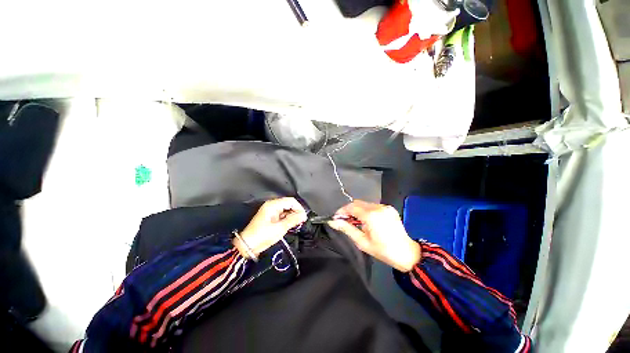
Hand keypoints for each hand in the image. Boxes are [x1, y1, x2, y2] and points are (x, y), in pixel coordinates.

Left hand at [235, 197, 307, 258]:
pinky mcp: (270, 217)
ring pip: (286, 210)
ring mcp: (270, 211)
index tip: (304, 216)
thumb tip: (303, 215)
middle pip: (288, 204)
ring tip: (296, 224)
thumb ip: (293, 220)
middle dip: (296, 212)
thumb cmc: (262, 236)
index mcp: (273, 205)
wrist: (247, 246)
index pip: (290, 201)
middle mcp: (272, 205)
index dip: (299, 207)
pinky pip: (282, 215)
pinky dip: (287, 219)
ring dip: (292, 216)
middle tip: (301, 221)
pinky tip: (290, 225)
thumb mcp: (280, 228)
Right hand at [328, 200, 420, 271]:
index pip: (351, 207)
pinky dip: (365, 211)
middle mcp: (378, 207)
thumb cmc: (383, 251)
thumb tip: (332, 222)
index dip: (342, 211)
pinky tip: (365, 220)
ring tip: (354, 222)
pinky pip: (372, 206)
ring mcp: (385, 207)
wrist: (407, 253)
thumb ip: (347, 229)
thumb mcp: (362, 242)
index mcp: (371, 216)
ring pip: (364, 204)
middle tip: (343, 220)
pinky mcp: (389, 208)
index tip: (336, 218)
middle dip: (348, 210)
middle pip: (357, 203)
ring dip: (357, 210)